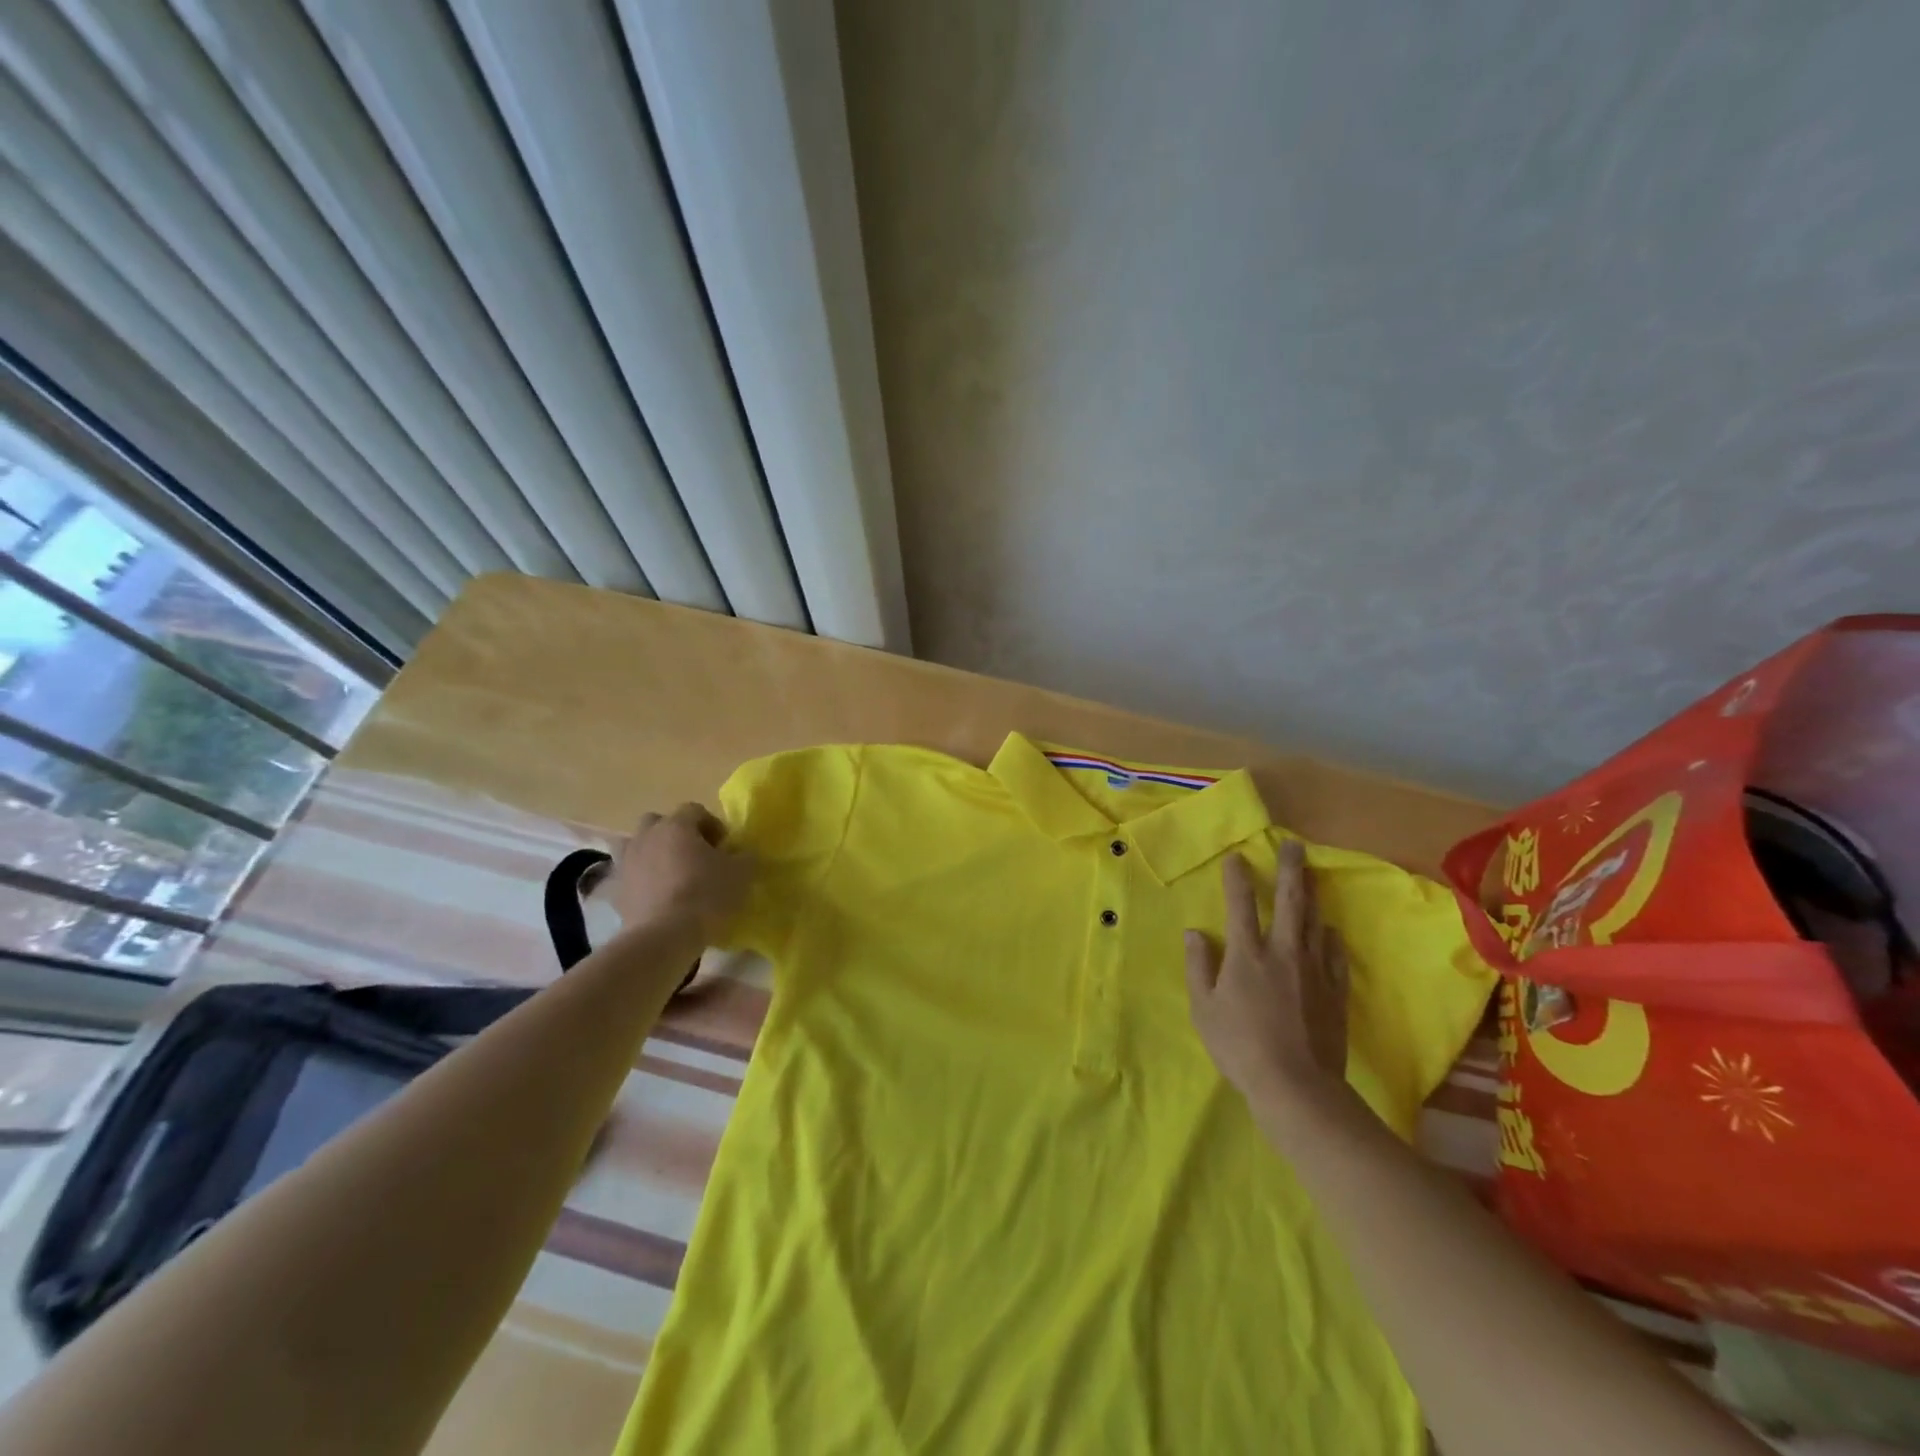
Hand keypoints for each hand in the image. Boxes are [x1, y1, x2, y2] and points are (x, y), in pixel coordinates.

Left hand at [609, 803, 752, 941]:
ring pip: (639, 847)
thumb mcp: (741, 874)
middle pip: (660, 822)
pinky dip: (643, 881)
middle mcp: (647, 836)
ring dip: (656, 855)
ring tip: (674, 877)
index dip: (713, 825)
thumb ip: (745, 856)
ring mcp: (627, 862)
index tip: (725, 848)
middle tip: (696, 857)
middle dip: (678, 835)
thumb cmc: (706, 895)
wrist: (663, 937)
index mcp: (677, 826)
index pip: (695, 810)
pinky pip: (631, 876)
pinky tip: (660, 899)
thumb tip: (743, 853)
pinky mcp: (616, 890)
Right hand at [1185, 839, 1349, 1107]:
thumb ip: (1198, 966)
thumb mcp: (1203, 1008)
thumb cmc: (1239, 1045)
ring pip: (1315, 923)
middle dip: (1291, 870)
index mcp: (1247, 954)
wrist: (1297, 1085)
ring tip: (1311, 878)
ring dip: (1312, 897)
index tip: (1238, 858)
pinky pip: (1336, 955)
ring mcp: (1314, 971)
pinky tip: (1330, 932)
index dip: (1238, 879)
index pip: (1241, 905)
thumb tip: (1195, 932)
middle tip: (1295, 846)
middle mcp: (1283, 952)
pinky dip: (1332, 938)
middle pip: (1290, 902)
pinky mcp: (1335, 992)